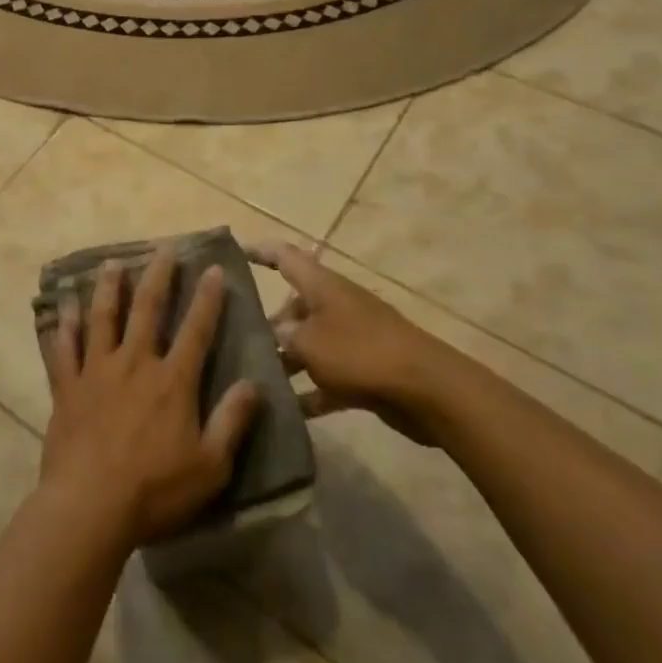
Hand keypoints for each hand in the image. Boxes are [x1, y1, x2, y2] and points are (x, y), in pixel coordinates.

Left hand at [39, 249, 260, 550]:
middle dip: (158, 276)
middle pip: (147, 309)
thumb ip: (233, 421)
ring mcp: (96, 371)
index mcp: (172, 381)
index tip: (212, 268)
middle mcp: (134, 363)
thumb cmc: (155, 490)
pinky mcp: (67, 386)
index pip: (196, 330)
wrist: (90, 505)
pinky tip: (63, 306)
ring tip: (111, 263)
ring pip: (102, 317)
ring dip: (108, 288)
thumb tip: (253, 384)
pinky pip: (64, 347)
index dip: (207, 298)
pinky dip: (64, 324)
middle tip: (162, 248)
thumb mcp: (210, 465)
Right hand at [249, 243, 448, 443]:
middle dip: (267, 322)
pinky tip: (289, 410)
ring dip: (286, 360)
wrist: (427, 390)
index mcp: (322, 286)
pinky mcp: (365, 371)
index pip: (285, 257)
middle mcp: (336, 306)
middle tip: (237, 340)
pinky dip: (311, 391)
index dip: (260, 252)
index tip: (234, 253)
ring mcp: (353, 338)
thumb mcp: (307, 343)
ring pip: (310, 343)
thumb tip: (271, 336)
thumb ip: (281, 338)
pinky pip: (329, 377)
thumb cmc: (359, 353)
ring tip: (255, 377)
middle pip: (295, 306)